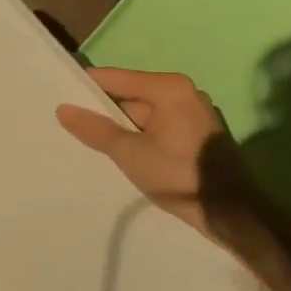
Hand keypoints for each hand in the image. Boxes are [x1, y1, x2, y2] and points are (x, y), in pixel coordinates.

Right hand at [56, 67, 262, 242]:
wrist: (230, 212)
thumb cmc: (178, 174)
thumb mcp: (130, 153)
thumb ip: (96, 129)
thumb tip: (63, 109)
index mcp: (169, 88)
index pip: (117, 78)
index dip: (88, 85)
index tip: (60, 92)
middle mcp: (184, 93)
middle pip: (132, 96)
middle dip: (104, 110)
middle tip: (71, 121)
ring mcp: (194, 114)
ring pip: (145, 115)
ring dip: (123, 127)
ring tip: (90, 139)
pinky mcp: (198, 135)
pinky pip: (159, 127)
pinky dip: (141, 136)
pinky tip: (122, 152)